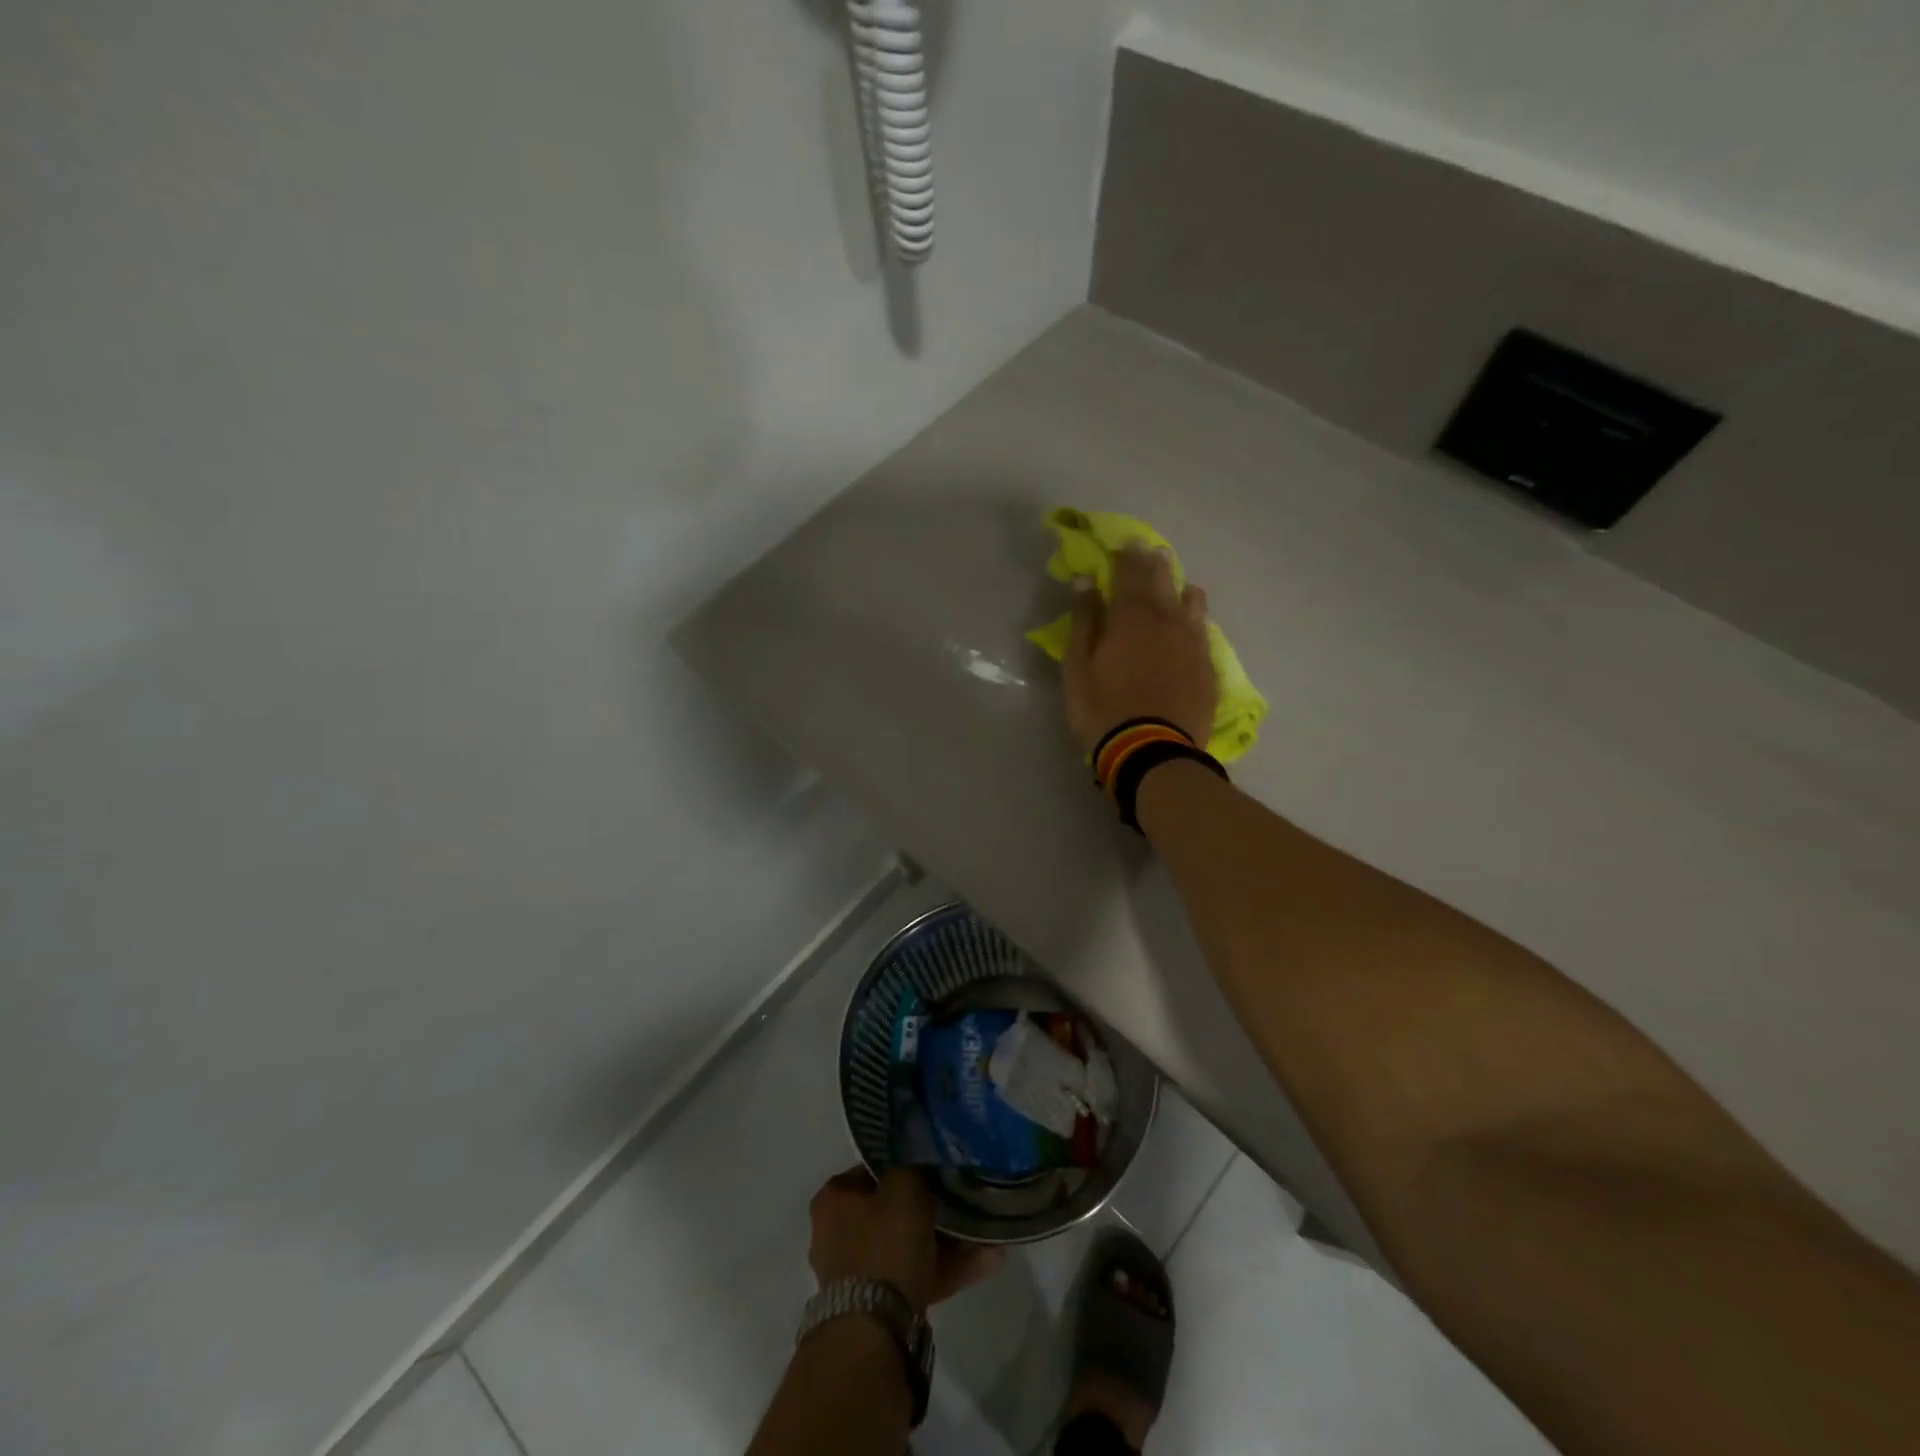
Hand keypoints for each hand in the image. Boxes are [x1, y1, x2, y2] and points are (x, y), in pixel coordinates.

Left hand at [808, 1168, 1004, 1312]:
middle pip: (892, 1211)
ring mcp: (857, 1275)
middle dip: (932, 1209)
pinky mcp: (878, 1308)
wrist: (875, 1328)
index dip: (906, 1165)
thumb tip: (924, 1165)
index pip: (873, 1170)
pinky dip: (946, 1269)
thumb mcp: (904, 1185)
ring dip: (947, 1242)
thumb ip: (915, 1168)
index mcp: (834, 1200)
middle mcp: (836, 1235)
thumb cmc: (884, 1241)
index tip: (936, 1166)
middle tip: (964, 1202)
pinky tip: (987, 1260)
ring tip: (986, 1234)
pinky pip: (917, 1277)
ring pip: (909, 1247)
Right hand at [1064, 544, 1217, 754]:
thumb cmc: (1103, 708)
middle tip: (1152, 551)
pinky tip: (1193, 627)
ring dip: (1182, 590)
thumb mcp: (1079, 666)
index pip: (1131, 572)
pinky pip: (1204, 634)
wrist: (1151, 751)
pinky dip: (1196, 623)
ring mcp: (1193, 644)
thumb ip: (1085, 620)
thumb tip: (1086, 580)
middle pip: (1163, 582)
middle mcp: (1168, 620)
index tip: (1125, 542)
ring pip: (1192, 604)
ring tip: (1179, 587)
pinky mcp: (1207, 669)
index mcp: (1132, 615)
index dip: (1127, 555)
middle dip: (1155, 564)